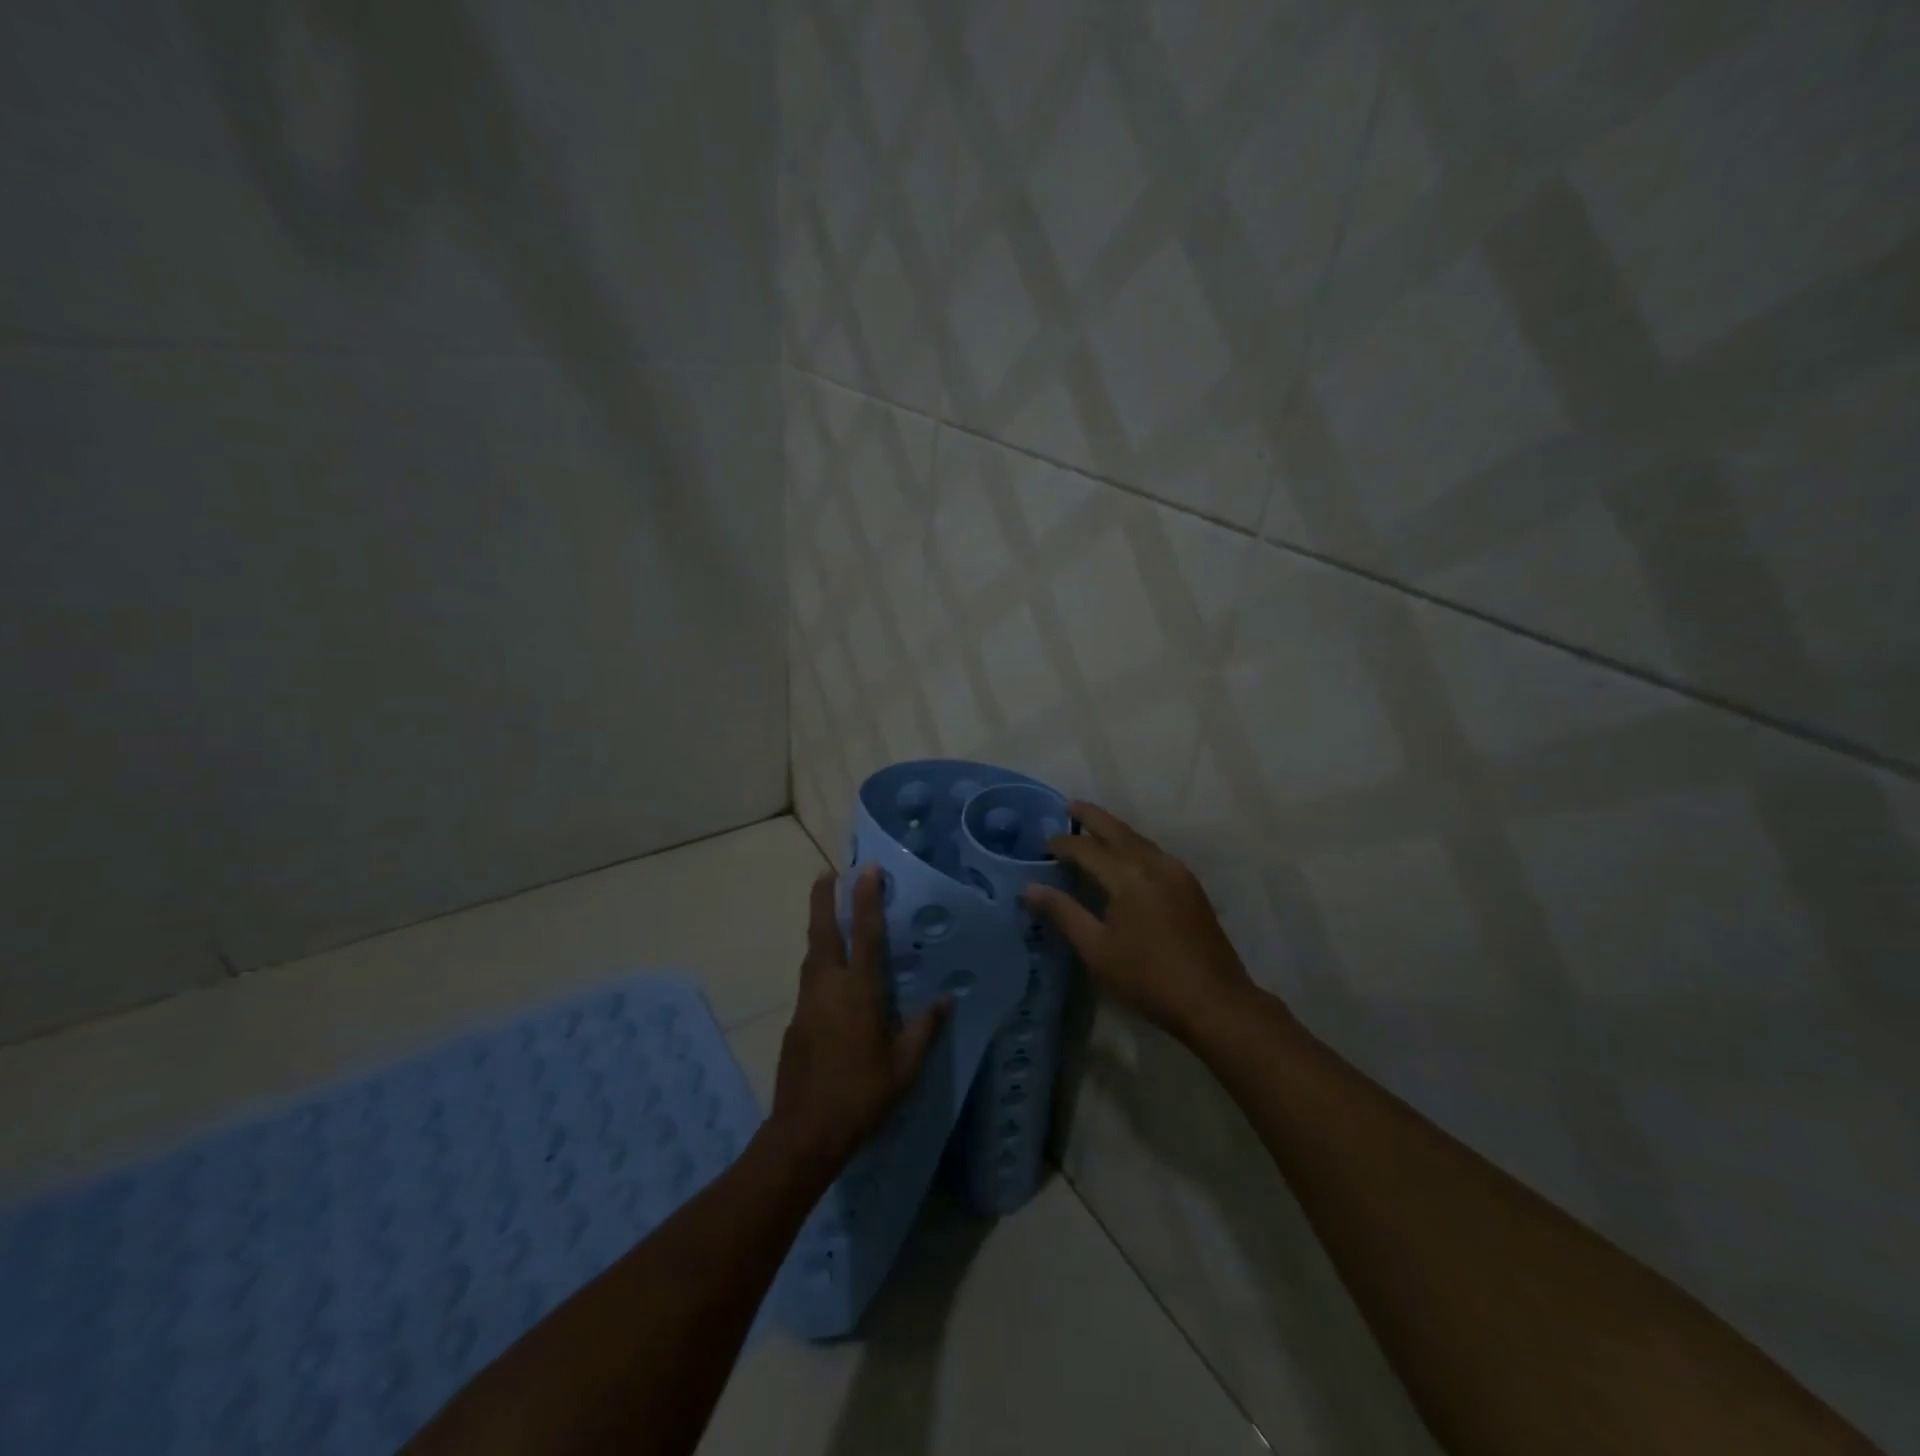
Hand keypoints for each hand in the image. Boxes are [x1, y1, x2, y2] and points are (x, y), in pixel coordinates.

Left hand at [768, 866, 949, 1176]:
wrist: (804, 1133)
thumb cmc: (862, 1097)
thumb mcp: (905, 1068)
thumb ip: (924, 1029)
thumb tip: (946, 998)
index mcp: (859, 993)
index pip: (864, 934)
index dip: (866, 899)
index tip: (868, 869)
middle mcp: (828, 987)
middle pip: (822, 931)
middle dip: (824, 899)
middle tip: (827, 873)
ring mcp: (806, 1003)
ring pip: (812, 954)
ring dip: (819, 927)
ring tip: (829, 913)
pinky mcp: (795, 1022)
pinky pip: (809, 979)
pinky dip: (818, 961)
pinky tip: (830, 973)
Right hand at [1024, 801, 1258, 1042]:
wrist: (1214, 1000)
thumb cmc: (1147, 977)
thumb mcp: (1096, 949)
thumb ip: (1063, 913)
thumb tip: (1030, 888)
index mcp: (1127, 876)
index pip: (1086, 848)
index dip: (1062, 844)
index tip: (1042, 845)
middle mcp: (1153, 863)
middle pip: (1117, 830)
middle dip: (1091, 817)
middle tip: (1069, 806)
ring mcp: (1176, 871)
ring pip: (1138, 838)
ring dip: (1114, 830)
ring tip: (1093, 828)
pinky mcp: (1189, 884)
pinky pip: (1154, 852)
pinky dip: (1133, 845)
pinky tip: (1126, 856)